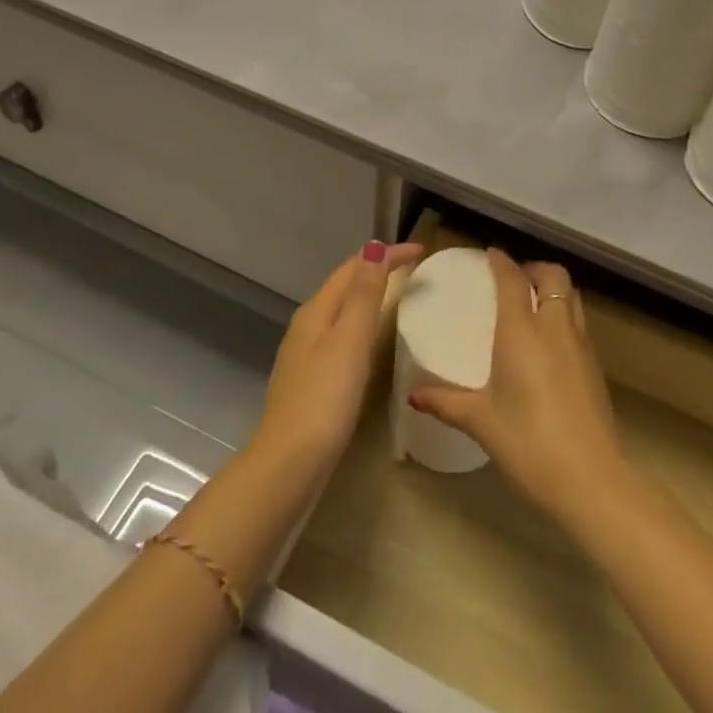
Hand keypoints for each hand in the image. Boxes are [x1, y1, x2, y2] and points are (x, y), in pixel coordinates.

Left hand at [257, 241, 423, 476]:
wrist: (290, 464)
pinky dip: (364, 325)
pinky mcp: (313, 380)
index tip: (423, 251)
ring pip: (343, 311)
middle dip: (378, 270)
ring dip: (370, 297)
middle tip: (415, 270)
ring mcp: (307, 354)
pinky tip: (375, 343)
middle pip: (346, 285)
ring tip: (401, 297)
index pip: (354, 267)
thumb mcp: (350, 340)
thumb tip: (374, 248)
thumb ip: (364, 294)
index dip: (387, 255)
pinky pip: (343, 336)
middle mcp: (308, 326)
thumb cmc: (325, 397)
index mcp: (317, 310)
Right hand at [409, 250, 627, 524]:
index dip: (502, 261)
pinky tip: (549, 342)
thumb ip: (446, 402)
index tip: (490, 254)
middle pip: (554, 276)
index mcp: (523, 331)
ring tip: (532, 303)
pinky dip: (564, 314)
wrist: (590, 478)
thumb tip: (414, 396)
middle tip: (514, 279)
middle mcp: (555, 327)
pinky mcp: (595, 366)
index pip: (513, 279)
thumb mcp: (481, 421)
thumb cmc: (528, 442)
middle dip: (534, 268)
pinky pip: (579, 323)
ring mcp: (581, 345)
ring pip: (572, 296)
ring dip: (553, 288)